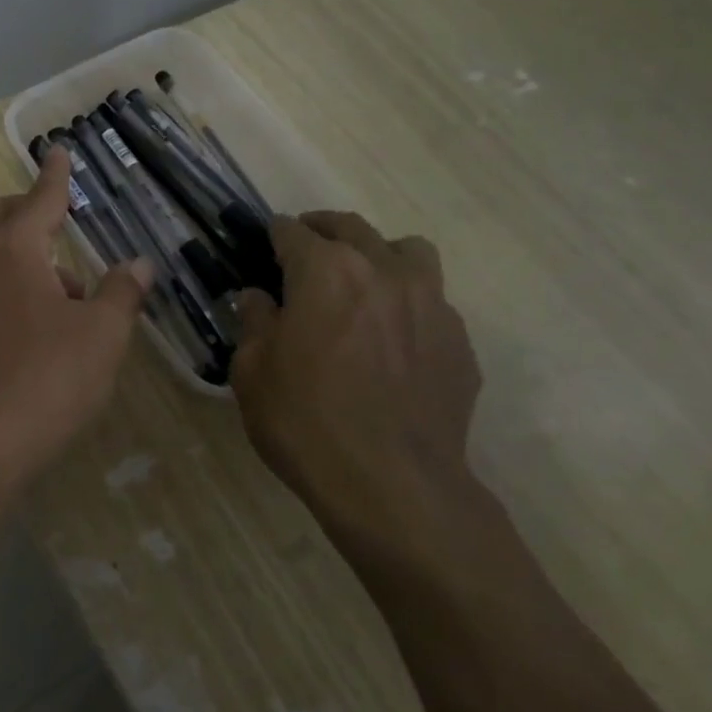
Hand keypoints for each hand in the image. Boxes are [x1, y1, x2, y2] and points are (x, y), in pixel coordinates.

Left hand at [0, 148, 154, 489]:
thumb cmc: (49, 378)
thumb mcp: (102, 334)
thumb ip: (122, 292)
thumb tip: (141, 264)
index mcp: (13, 251)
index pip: (40, 199)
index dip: (55, 176)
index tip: (58, 151)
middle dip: (27, 209)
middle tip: (61, 225)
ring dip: (23, 255)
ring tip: (69, 296)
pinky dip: (9, 286)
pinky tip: (40, 326)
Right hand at [231, 211, 482, 551]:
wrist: (391, 484)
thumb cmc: (305, 422)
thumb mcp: (253, 372)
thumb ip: (255, 323)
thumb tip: (258, 297)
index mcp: (325, 271)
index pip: (294, 233)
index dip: (275, 233)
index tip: (265, 240)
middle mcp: (383, 271)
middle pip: (352, 228)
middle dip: (323, 229)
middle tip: (305, 246)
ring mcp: (430, 303)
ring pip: (408, 251)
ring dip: (378, 253)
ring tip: (362, 280)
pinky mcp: (458, 341)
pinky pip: (432, 302)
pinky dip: (407, 304)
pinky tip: (393, 340)